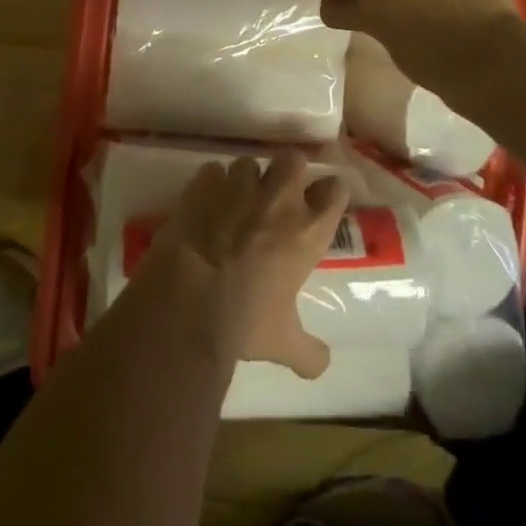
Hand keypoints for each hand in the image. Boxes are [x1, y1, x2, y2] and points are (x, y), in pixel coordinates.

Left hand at [150, 151, 349, 378]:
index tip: (319, 204)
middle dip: (286, 171)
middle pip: (294, 160)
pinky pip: (211, 170)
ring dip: (245, 178)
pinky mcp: (203, 185)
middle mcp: (280, 199)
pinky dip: (209, 184)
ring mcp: (239, 187)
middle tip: (276, 194)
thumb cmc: (246, 320)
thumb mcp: (284, 343)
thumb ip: (309, 352)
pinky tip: (203, 204)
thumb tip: (322, 365)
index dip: (327, 194)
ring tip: (234, 200)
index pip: (335, 190)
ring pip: (249, 162)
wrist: (190, 300)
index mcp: (308, 230)